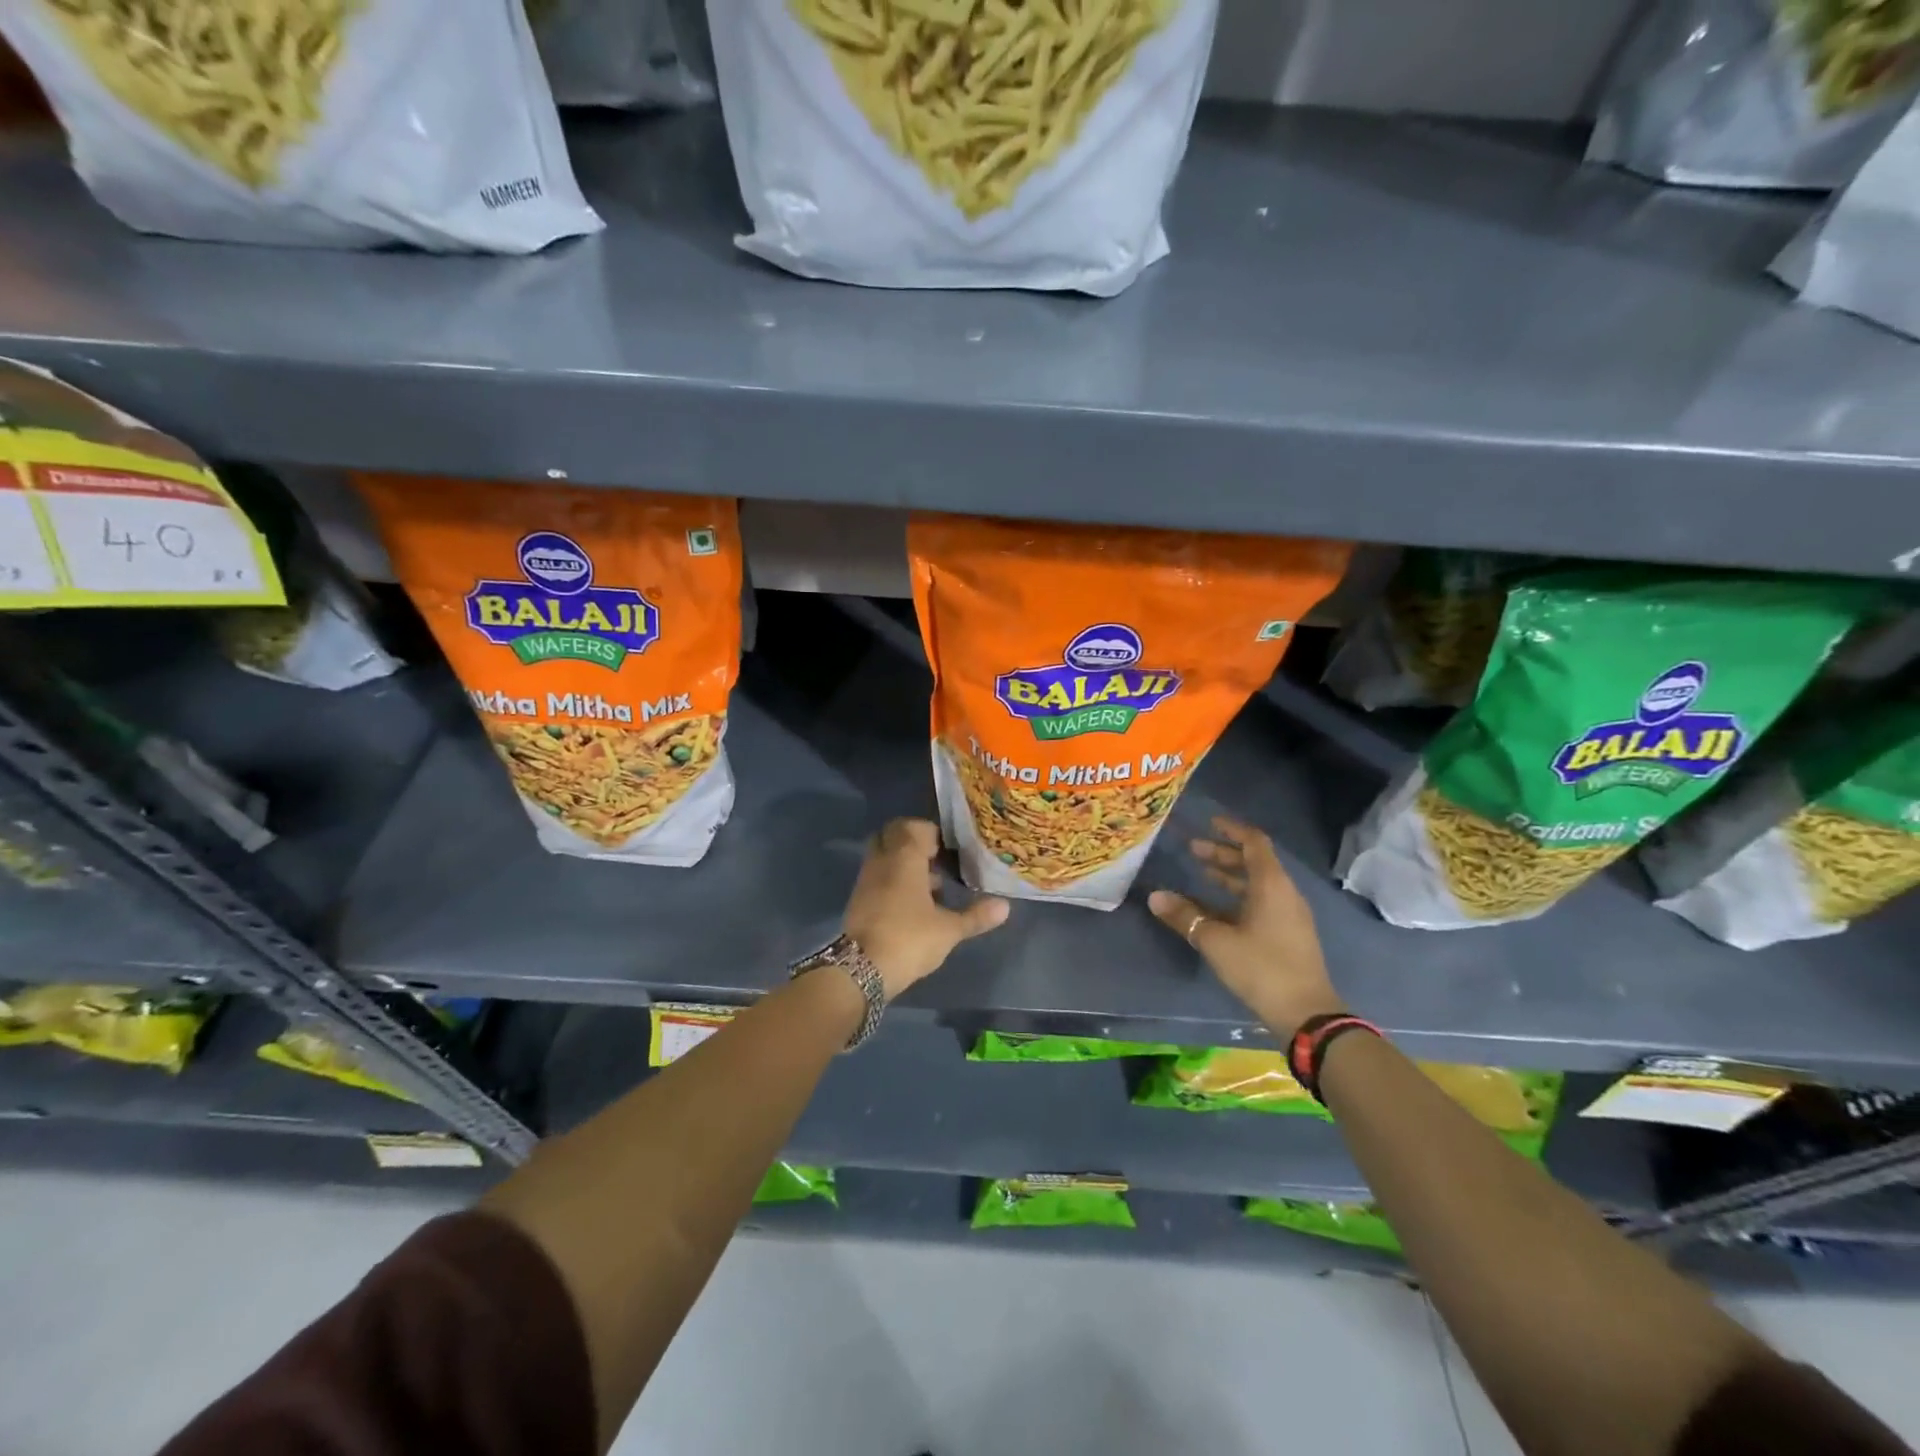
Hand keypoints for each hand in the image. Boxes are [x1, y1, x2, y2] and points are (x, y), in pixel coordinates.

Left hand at [844, 818, 1009, 999]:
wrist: (862, 970)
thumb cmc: (910, 939)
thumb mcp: (949, 930)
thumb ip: (976, 916)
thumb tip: (1005, 906)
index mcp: (904, 857)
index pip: (915, 827)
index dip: (932, 833)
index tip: (950, 849)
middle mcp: (882, 860)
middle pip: (894, 836)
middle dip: (914, 843)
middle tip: (937, 860)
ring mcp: (866, 879)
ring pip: (884, 857)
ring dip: (904, 863)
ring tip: (932, 886)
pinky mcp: (858, 899)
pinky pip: (877, 876)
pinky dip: (893, 880)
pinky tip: (913, 905)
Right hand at [1149, 815, 1343, 1036]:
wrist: (1305, 1014)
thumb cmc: (1261, 967)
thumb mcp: (1215, 940)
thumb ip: (1184, 916)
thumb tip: (1155, 896)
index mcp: (1272, 885)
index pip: (1254, 843)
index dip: (1232, 829)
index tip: (1209, 822)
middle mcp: (1284, 894)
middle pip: (1254, 863)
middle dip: (1224, 853)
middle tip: (1193, 850)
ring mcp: (1289, 916)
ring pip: (1257, 885)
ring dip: (1229, 876)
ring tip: (1201, 873)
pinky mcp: (1287, 936)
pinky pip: (1260, 904)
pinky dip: (1237, 898)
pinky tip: (1214, 909)